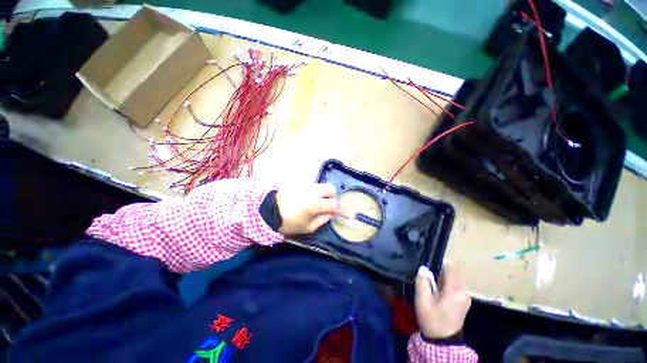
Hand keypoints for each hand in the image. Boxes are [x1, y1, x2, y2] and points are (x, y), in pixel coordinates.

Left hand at [276, 183, 338, 235]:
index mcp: (316, 204)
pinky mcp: (300, 182)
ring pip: (321, 186)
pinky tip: (305, 198)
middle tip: (327, 204)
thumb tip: (333, 213)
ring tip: (313, 201)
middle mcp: (313, 191)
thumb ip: (324, 219)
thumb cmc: (290, 222)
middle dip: (332, 196)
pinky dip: (312, 191)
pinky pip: (311, 185)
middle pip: (331, 188)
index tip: (335, 212)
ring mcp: (306, 185)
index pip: (335, 203)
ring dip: (321, 193)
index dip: (338, 209)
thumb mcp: (309, 227)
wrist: (270, 211)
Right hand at [414, 264, 470, 338]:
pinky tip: (437, 289)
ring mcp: (465, 297)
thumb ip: (422, 282)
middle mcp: (464, 292)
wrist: (443, 340)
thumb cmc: (432, 319)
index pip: (450, 268)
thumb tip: (423, 269)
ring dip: (443, 277)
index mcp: (454, 292)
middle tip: (428, 275)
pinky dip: (446, 283)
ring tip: (431, 282)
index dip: (440, 263)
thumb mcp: (422, 300)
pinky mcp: (464, 301)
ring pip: (454, 278)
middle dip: (440, 270)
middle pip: (453, 273)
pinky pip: (455, 285)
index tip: (430, 262)